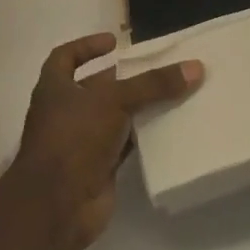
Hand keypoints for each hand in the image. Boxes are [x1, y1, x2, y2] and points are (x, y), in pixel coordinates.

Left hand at [3, 33, 203, 249]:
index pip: (66, 57)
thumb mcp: (113, 101)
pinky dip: (142, 137)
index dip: (87, 46)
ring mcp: (80, 142)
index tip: (115, 41)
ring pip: (113, 117)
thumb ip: (152, 84)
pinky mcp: (98, 168)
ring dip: (136, 108)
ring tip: (170, 94)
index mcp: (55, 87)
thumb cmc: (74, 138)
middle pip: (96, 87)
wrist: (56, 208)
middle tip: (156, 68)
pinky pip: (124, 146)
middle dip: (123, 78)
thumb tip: (195, 67)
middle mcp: (65, 111)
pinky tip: (167, 129)